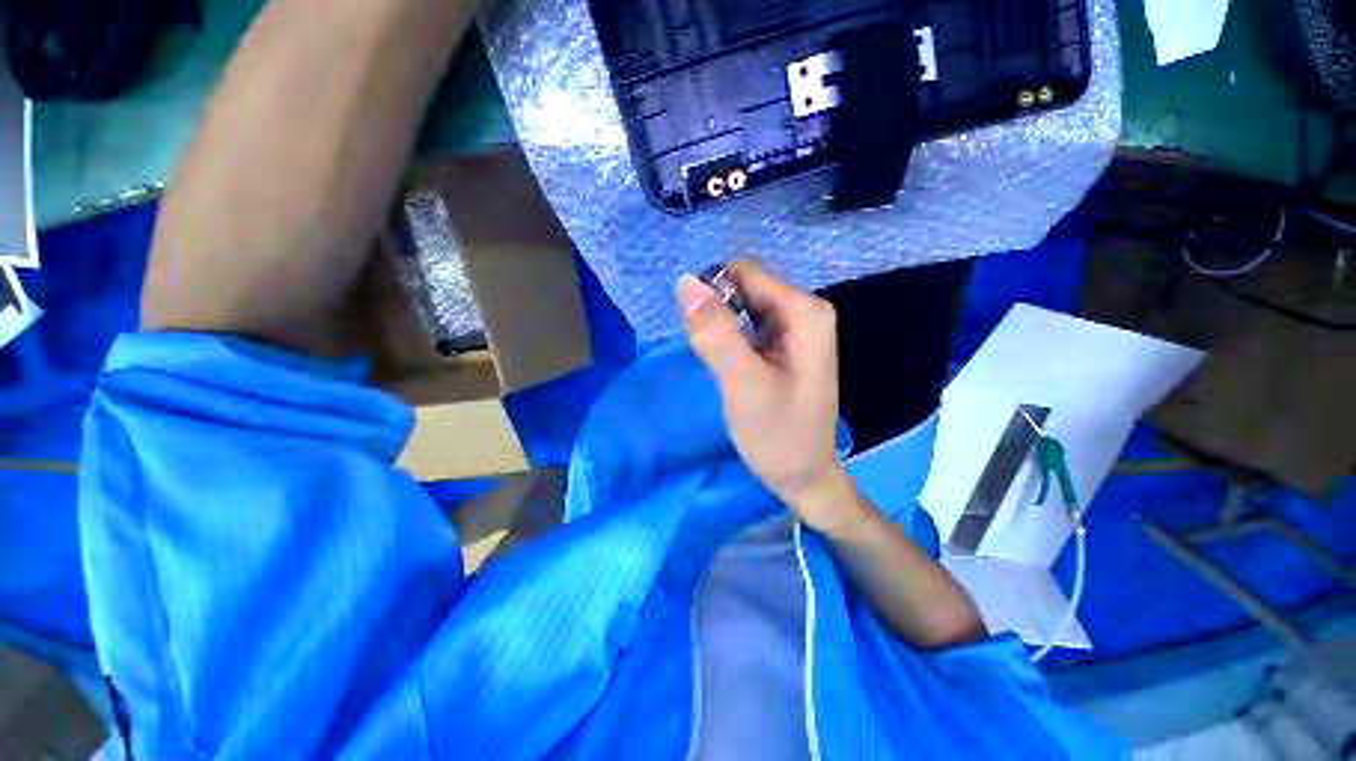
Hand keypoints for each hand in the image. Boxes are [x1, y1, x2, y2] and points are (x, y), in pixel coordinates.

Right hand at [678, 260, 865, 536]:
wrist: (803, 475)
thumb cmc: (778, 435)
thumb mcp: (742, 383)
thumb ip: (715, 332)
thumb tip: (686, 282)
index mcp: (805, 311)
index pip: (744, 273)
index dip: (714, 297)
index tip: (706, 338)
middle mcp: (805, 310)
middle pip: (743, 288)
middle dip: (719, 316)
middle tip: (719, 360)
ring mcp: (795, 328)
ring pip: (741, 307)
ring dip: (722, 331)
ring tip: (726, 369)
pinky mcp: (783, 345)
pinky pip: (746, 325)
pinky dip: (730, 341)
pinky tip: (733, 369)